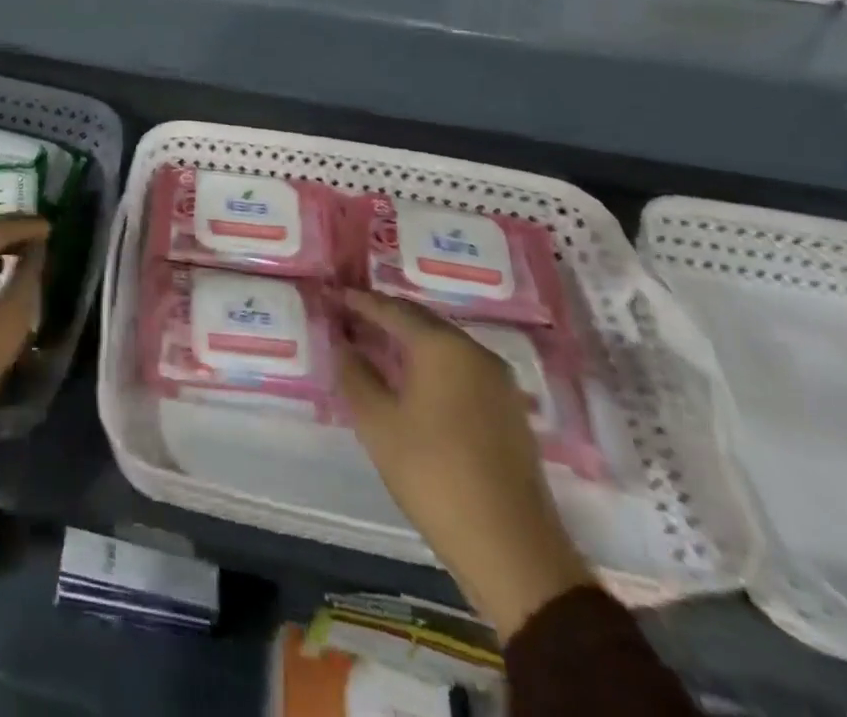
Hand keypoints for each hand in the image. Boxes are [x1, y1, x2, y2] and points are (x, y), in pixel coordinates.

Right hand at [338, 289, 594, 638]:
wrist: (513, 551)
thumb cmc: (434, 475)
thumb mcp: (377, 423)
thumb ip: (354, 374)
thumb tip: (342, 344)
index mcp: (443, 347)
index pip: (392, 309)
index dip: (360, 301)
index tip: (333, 295)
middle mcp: (475, 353)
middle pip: (422, 321)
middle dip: (385, 316)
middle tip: (350, 317)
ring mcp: (498, 382)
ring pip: (444, 345)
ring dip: (409, 341)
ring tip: (375, 345)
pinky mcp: (508, 411)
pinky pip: (460, 368)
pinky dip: (431, 364)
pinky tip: (411, 379)